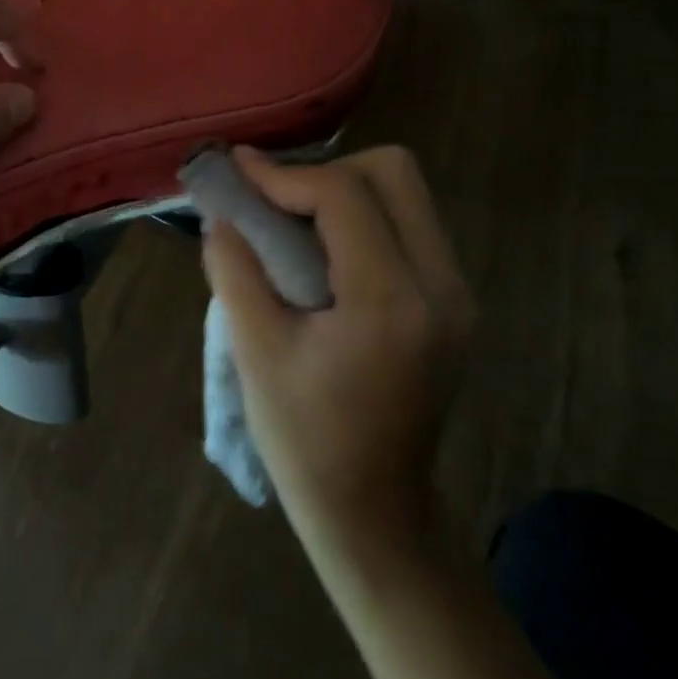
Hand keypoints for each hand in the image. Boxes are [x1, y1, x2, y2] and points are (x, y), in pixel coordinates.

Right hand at [201, 146, 473, 554]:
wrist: (374, 510)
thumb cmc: (305, 440)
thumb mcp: (256, 352)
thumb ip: (234, 269)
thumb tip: (220, 209)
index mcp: (390, 303)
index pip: (344, 195)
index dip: (284, 173)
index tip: (238, 169)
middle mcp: (441, 286)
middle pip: (394, 172)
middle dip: (326, 170)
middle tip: (275, 201)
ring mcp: (457, 293)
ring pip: (407, 193)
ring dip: (346, 190)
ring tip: (293, 220)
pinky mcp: (454, 302)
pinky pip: (411, 224)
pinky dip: (365, 217)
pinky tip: (325, 249)